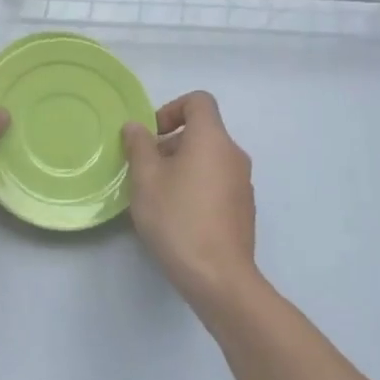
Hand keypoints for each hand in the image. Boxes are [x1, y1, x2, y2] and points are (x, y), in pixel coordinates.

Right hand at [121, 92, 257, 311]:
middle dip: (171, 143)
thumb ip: (139, 146)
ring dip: (182, 166)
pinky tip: (179, 217)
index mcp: (212, 139)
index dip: (171, 109)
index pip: (199, 101)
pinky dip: (197, 186)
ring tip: (158, 196)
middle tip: (145, 171)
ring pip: (209, 159)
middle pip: (202, 131)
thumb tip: (136, 127)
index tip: (152, 136)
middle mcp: (233, 154)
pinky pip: (217, 182)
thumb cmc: (178, 219)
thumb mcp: (146, 179)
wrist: (219, 277)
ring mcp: (243, 183)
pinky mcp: (244, 209)